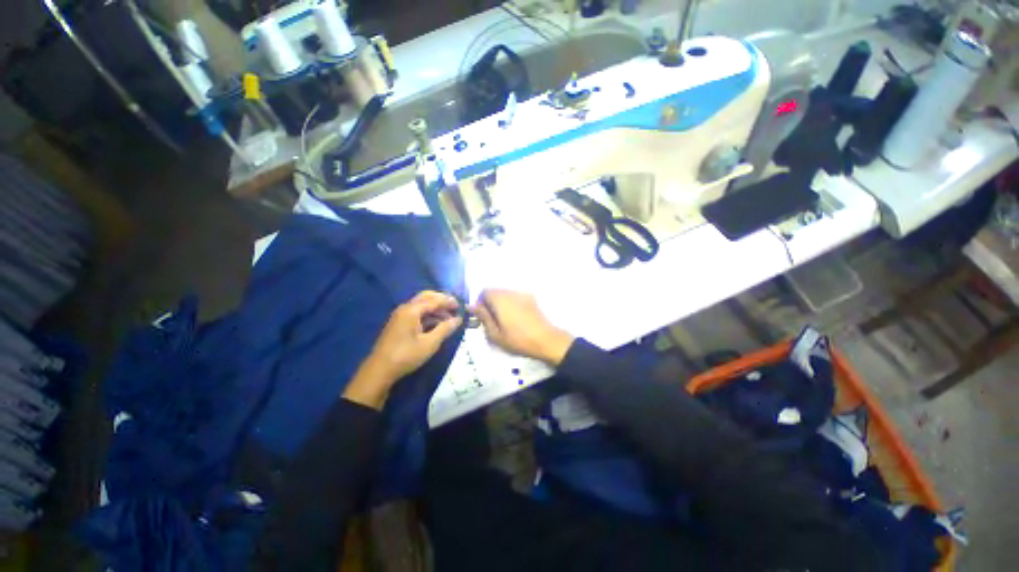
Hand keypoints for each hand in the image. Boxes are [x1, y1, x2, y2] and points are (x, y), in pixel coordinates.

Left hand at [344, 291, 461, 408]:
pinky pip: (416, 312)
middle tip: (454, 306)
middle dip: (441, 300)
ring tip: (448, 317)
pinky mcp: (398, 324)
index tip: (461, 306)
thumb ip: (445, 329)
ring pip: (421, 305)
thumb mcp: (430, 343)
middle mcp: (405, 308)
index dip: (448, 302)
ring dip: (435, 308)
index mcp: (411, 310)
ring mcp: (400, 316)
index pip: (434, 300)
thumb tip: (458, 319)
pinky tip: (436, 323)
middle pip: (426, 297)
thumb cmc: (406, 355)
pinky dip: (428, 314)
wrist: (379, 371)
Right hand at [472, 289, 573, 365]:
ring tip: (504, 320)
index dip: (480, 303)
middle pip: (495, 291)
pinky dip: (511, 304)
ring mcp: (523, 294)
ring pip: (506, 294)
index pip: (485, 291)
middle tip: (493, 320)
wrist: (546, 340)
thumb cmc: (518, 340)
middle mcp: (511, 292)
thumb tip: (472, 306)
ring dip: (501, 303)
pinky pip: (515, 297)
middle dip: (490, 303)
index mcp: (501, 299)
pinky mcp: (531, 298)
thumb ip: (483, 317)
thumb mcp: (495, 334)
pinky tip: (516, 318)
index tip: (482, 316)